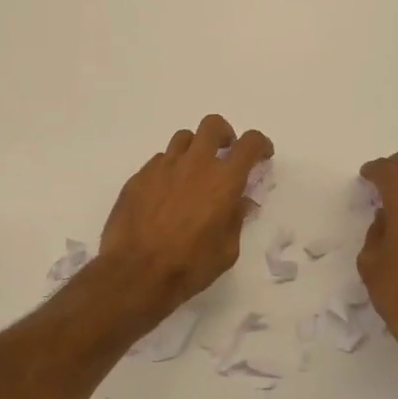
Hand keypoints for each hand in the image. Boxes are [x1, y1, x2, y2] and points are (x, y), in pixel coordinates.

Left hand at [97, 114, 274, 321]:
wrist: (136, 272)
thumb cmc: (189, 265)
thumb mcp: (226, 250)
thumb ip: (236, 219)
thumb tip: (239, 201)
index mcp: (223, 180)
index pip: (249, 144)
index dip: (260, 145)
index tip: (262, 156)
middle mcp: (194, 164)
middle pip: (212, 126)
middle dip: (224, 135)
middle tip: (225, 154)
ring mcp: (163, 167)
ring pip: (183, 139)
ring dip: (195, 150)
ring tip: (193, 174)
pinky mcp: (139, 177)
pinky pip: (160, 161)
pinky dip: (170, 169)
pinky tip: (166, 194)